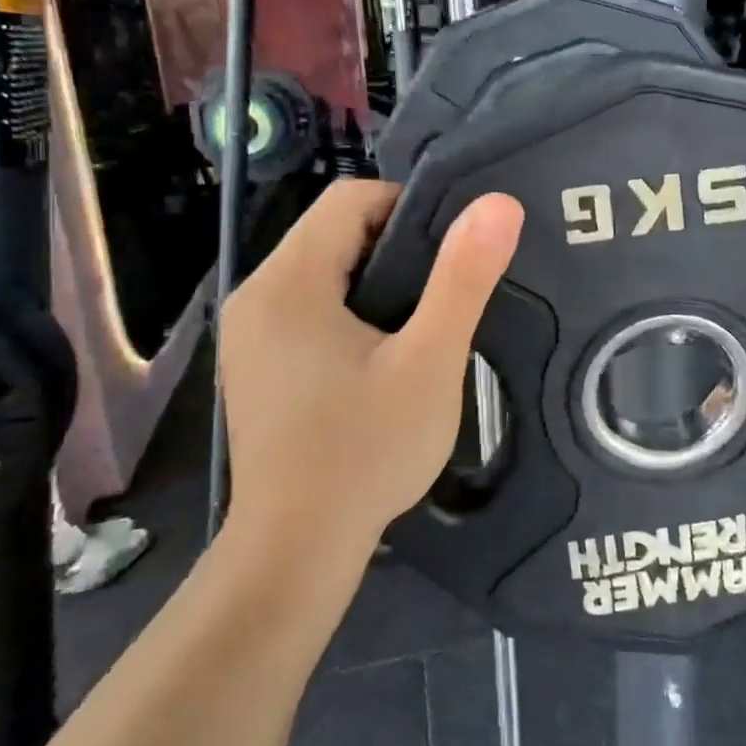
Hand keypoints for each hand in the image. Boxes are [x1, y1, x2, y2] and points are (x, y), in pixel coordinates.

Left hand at [217, 181, 522, 563]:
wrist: (297, 547)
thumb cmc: (367, 451)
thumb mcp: (429, 362)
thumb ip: (463, 279)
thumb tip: (498, 204)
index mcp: (289, 281)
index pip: (351, 199)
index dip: (408, 208)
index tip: (451, 254)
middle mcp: (255, 293)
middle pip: (332, 231)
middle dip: (394, 248)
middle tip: (444, 292)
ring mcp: (247, 331)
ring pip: (321, 269)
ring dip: (373, 280)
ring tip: (419, 322)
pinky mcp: (253, 361)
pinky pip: (305, 306)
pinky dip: (347, 310)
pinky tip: (378, 354)